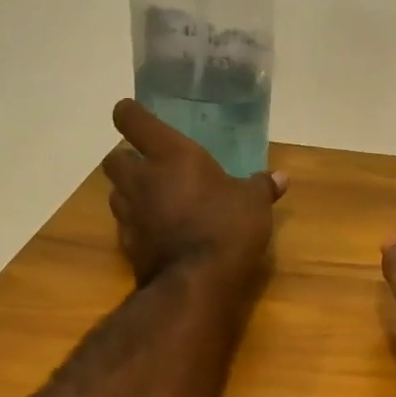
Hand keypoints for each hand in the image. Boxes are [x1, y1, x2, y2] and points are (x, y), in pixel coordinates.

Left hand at [102, 100, 286, 289]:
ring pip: (116, 192)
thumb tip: (281, 177)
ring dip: (130, 192)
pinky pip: (126, 225)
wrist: (196, 283)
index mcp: (170, 155)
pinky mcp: (127, 245)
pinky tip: (158, 231)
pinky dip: (138, 224)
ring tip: (154, 198)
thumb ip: (262, 186)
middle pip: (114, 158)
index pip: (132, 120)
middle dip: (127, 158)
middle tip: (150, 164)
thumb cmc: (227, 227)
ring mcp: (129, 214)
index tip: (134, 113)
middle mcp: (141, 179)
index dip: (130, 113)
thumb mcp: (254, 203)